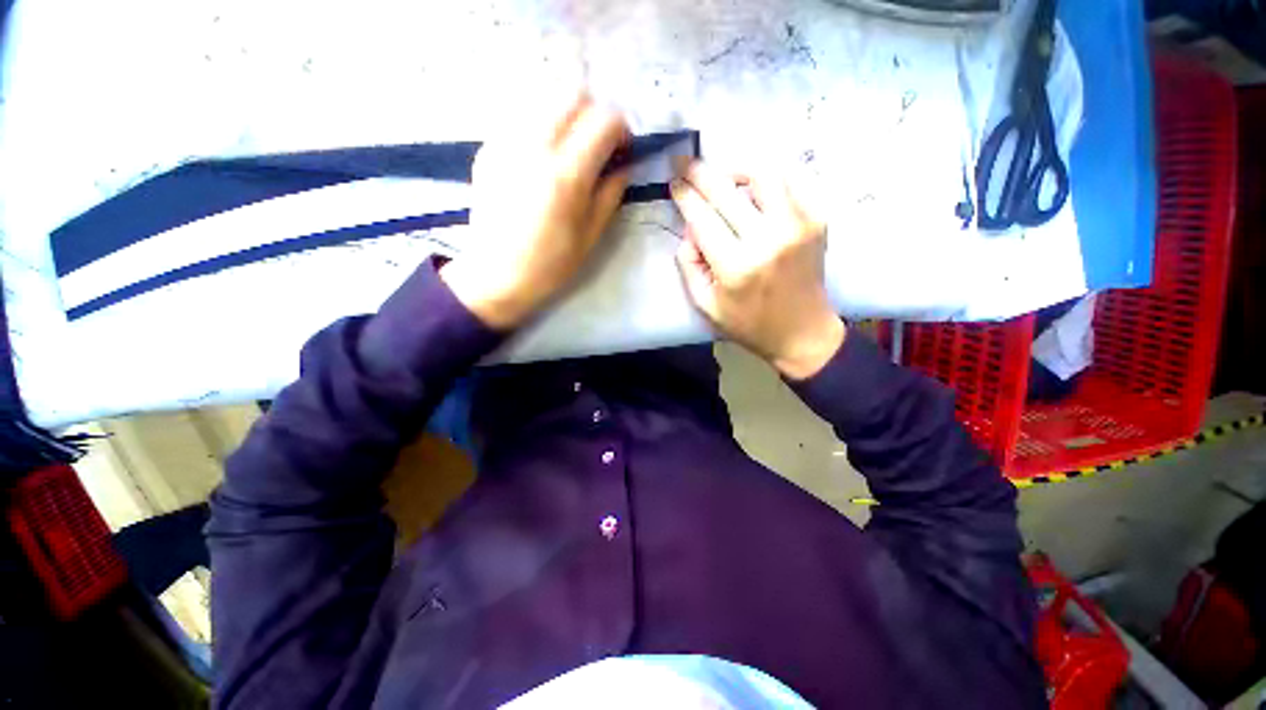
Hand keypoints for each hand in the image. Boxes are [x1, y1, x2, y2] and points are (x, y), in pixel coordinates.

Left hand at [441, 94, 629, 328]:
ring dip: (567, 116)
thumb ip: (611, 194)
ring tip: (571, 149)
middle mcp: (535, 146)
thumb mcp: (591, 236)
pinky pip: (522, 117)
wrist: (495, 275)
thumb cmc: (550, 264)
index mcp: (566, 175)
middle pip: (573, 94)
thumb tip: (623, 167)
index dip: (621, 130)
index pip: (604, 120)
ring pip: (545, 99)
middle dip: (595, 114)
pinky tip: (542, 158)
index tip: (622, 151)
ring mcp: (506, 142)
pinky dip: (542, 126)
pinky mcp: (488, 147)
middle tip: (598, 145)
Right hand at [671, 160, 844, 379]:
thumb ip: (689, 265)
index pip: (703, 218)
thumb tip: (690, 228)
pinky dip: (771, 175)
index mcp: (736, 267)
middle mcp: (768, 240)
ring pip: (764, 173)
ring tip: (724, 175)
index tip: (674, 180)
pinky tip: (756, 186)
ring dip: (737, 167)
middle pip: (727, 191)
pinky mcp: (818, 220)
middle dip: (700, 172)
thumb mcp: (706, 305)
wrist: (802, 332)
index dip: (685, 195)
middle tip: (686, 162)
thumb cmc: (749, 324)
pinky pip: (794, 180)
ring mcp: (798, 226)